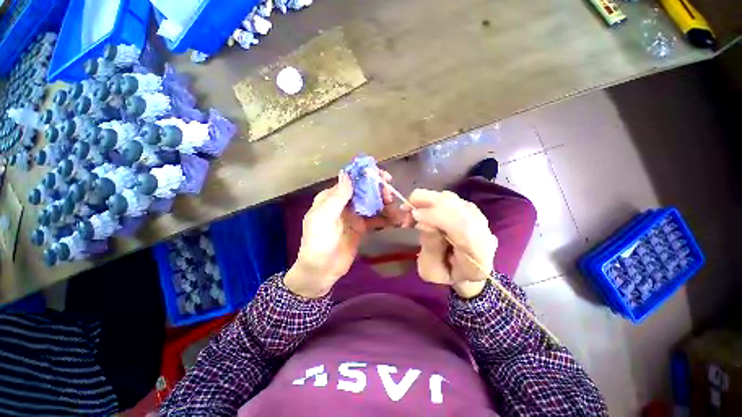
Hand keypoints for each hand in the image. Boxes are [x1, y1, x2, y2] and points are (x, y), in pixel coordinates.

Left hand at [284, 169, 400, 297]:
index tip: (381, 176)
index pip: (351, 181)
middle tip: (389, 194)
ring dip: (383, 203)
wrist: (321, 271)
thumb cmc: (318, 242)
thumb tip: (346, 173)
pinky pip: (375, 219)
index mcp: (331, 198)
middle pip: (363, 191)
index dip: (366, 176)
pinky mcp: (361, 228)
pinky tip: (395, 219)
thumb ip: (337, 197)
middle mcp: (344, 204)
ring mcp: (353, 216)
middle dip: (377, 190)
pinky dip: (385, 218)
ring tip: (393, 207)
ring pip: (371, 204)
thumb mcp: (324, 217)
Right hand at [405, 190, 497, 297]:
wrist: (464, 268)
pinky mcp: (470, 209)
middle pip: (459, 208)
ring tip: (410, 212)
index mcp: (478, 257)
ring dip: (427, 200)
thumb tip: (424, 223)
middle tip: (405, 211)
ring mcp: (479, 218)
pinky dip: (431, 199)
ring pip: (452, 200)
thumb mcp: (431, 271)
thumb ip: (430, 249)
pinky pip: (449, 198)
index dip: (438, 217)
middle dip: (428, 204)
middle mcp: (484, 232)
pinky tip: (420, 209)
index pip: (464, 230)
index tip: (414, 214)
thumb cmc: (446, 273)